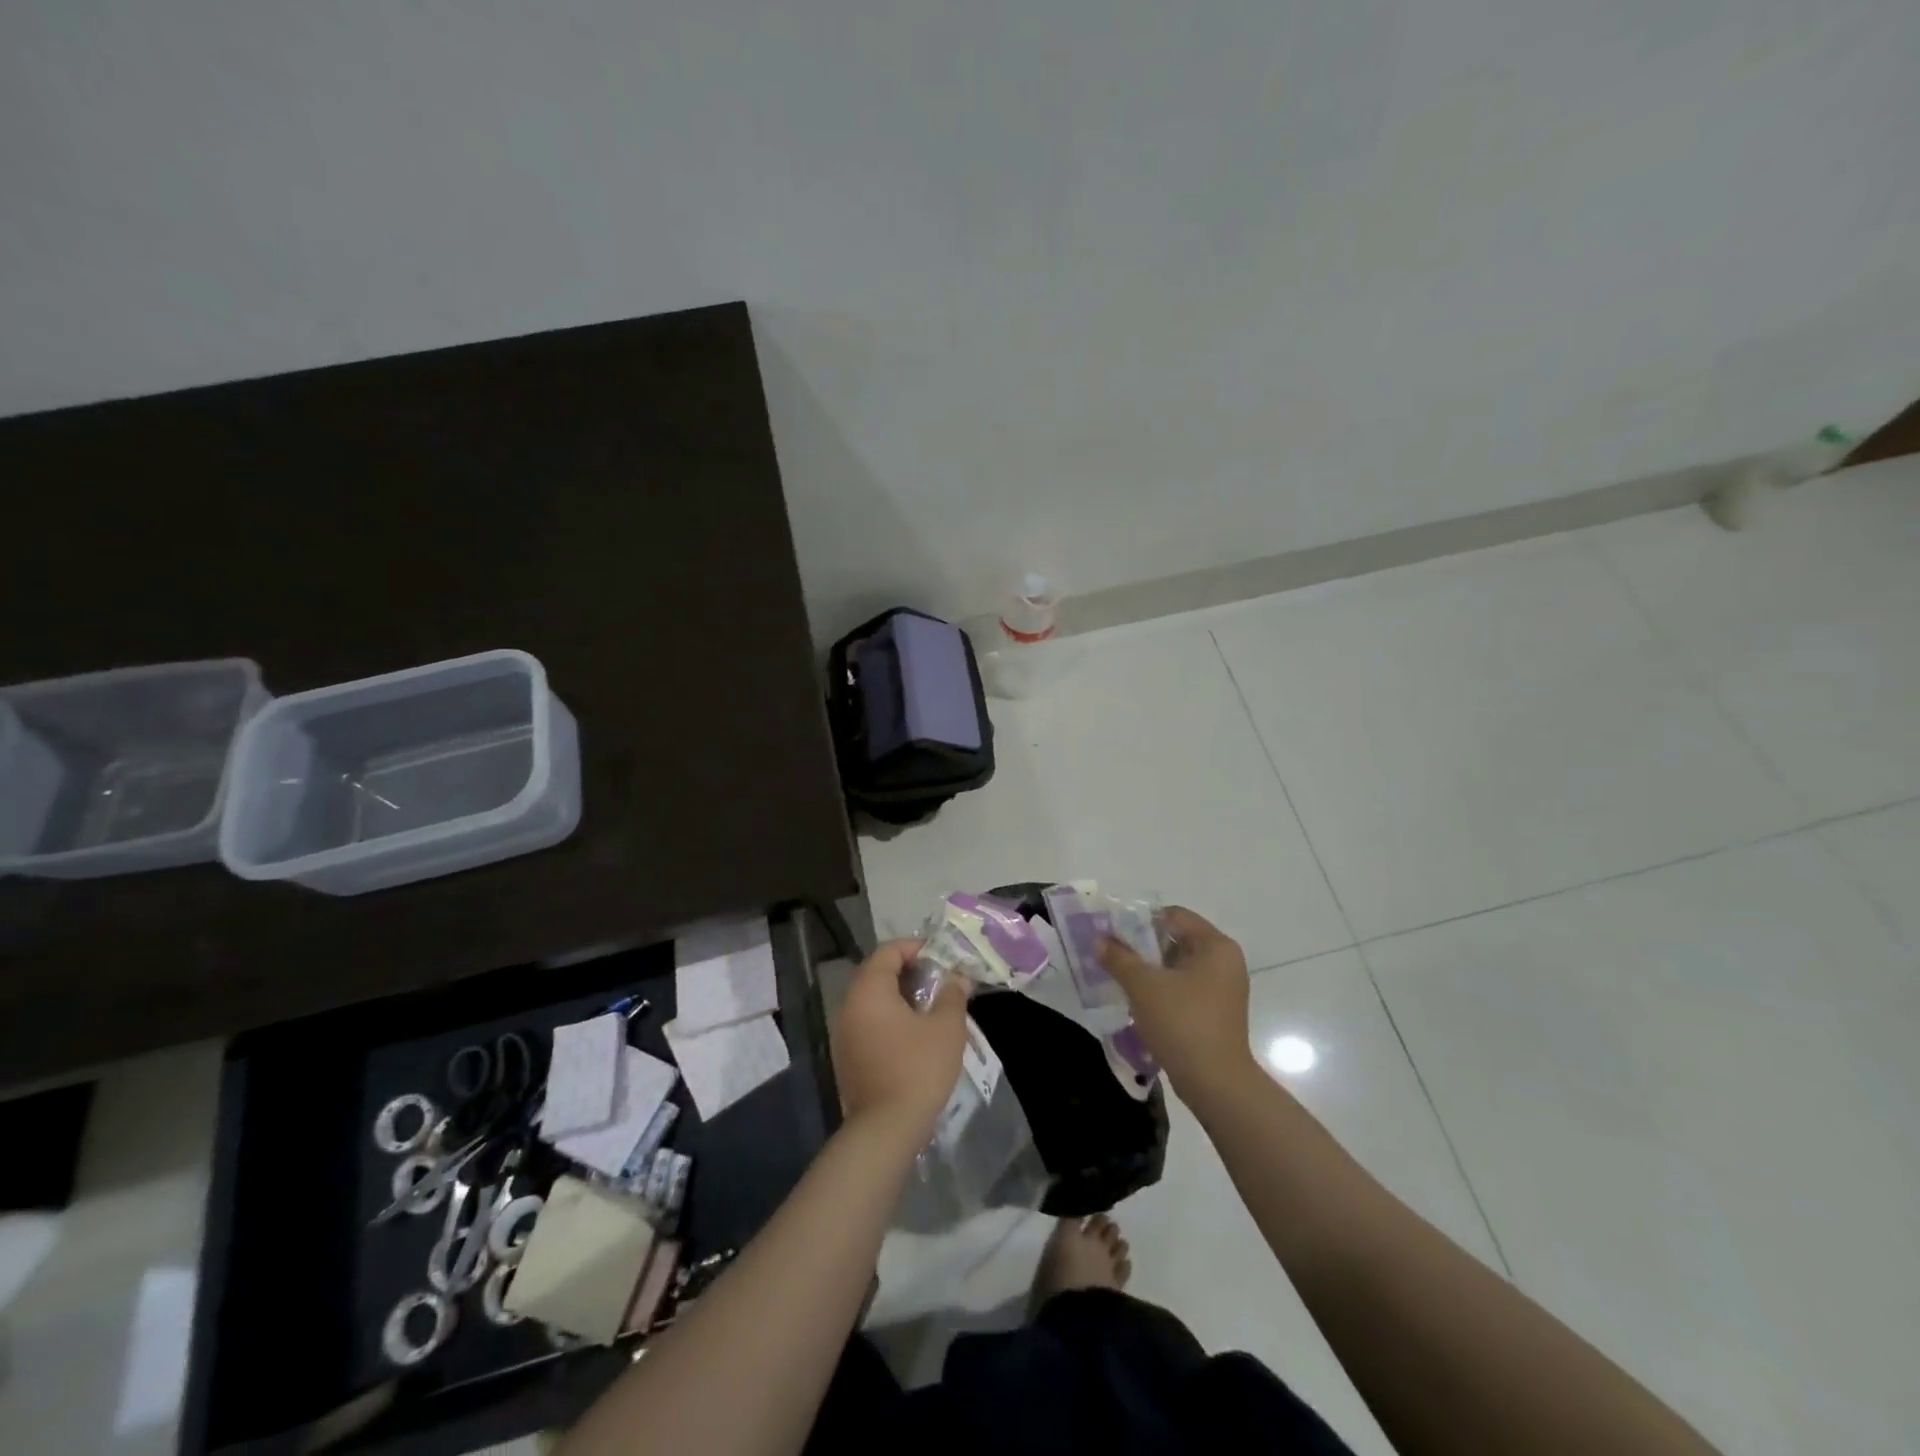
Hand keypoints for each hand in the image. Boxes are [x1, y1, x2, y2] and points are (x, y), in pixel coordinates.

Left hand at [831, 940, 969, 1144]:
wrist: (886, 1129)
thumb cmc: (918, 1068)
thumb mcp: (946, 1028)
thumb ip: (952, 995)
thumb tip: (957, 978)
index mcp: (869, 990)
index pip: (888, 951)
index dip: (915, 947)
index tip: (940, 956)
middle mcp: (849, 1005)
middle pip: (877, 973)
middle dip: (909, 971)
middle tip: (939, 979)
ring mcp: (844, 1033)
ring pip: (872, 1000)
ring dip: (899, 996)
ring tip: (930, 1006)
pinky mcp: (847, 1056)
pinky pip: (868, 1022)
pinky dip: (889, 1018)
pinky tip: (914, 1033)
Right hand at [1097, 906, 1255, 1097]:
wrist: (1216, 1084)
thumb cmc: (1182, 1023)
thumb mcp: (1143, 985)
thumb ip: (1118, 957)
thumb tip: (1099, 940)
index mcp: (1215, 946)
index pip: (1174, 916)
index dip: (1141, 920)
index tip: (1113, 932)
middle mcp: (1225, 961)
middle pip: (1176, 939)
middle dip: (1142, 946)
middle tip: (1112, 953)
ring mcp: (1223, 988)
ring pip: (1178, 965)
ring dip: (1150, 969)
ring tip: (1120, 976)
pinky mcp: (1217, 1012)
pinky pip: (1185, 987)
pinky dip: (1162, 989)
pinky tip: (1138, 1000)